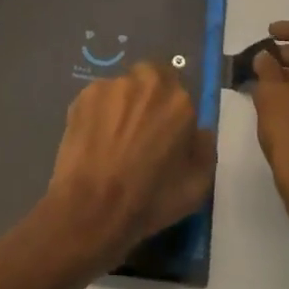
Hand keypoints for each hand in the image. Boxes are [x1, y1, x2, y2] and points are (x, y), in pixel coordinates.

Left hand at [42, 62, 216, 270]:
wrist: (91, 209)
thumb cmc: (149, 201)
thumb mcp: (197, 186)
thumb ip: (204, 148)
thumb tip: (198, 132)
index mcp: (179, 102)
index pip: (181, 94)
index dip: (173, 114)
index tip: (166, 135)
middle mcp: (147, 82)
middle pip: (152, 80)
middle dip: (149, 99)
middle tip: (141, 131)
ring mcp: (112, 86)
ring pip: (123, 88)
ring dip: (123, 105)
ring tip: (113, 138)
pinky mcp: (84, 95)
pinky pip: (99, 98)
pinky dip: (99, 113)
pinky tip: (94, 139)